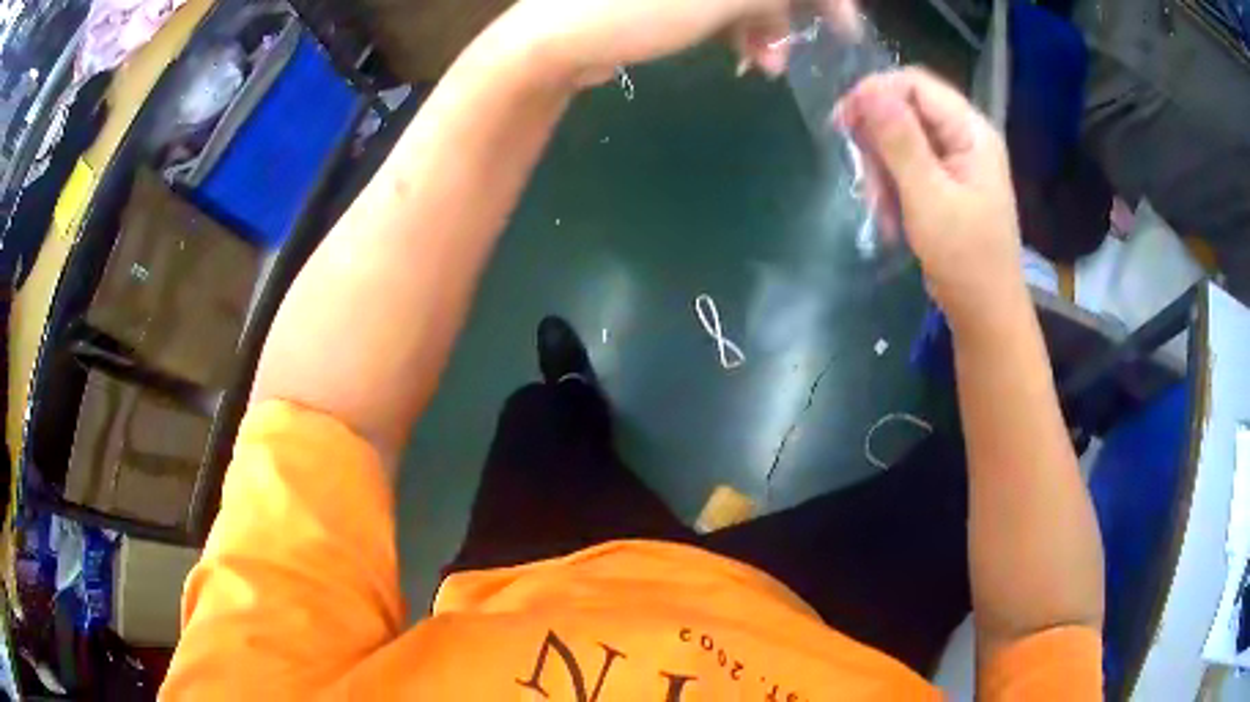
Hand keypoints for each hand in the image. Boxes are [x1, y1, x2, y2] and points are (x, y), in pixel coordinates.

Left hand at [500, 0, 860, 87]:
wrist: (555, 42)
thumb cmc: (636, 6)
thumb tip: (817, 0)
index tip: (844, 24)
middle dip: (791, 10)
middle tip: (803, 45)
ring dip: (767, 26)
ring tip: (767, 65)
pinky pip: (719, 5)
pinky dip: (738, 29)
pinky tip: (746, 58)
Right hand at [836, 68, 1024, 329]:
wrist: (985, 312)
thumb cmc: (965, 258)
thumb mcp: (929, 197)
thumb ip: (900, 141)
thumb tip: (868, 90)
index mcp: (971, 131)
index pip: (915, 84)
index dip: (876, 93)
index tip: (843, 122)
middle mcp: (965, 137)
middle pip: (906, 109)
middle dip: (878, 140)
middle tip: (864, 178)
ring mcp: (956, 161)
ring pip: (901, 140)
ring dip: (882, 170)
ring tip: (882, 209)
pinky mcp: (946, 183)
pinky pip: (908, 166)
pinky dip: (892, 187)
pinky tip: (892, 217)